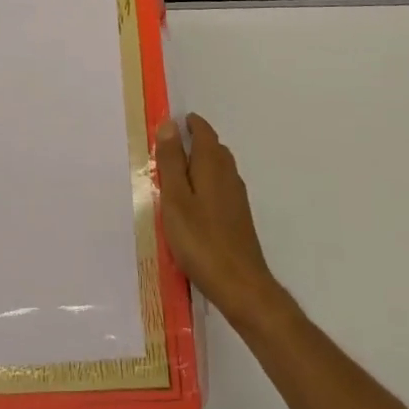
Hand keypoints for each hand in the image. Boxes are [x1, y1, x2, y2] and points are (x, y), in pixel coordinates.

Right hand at [154, 114, 287, 328]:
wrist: (240, 284)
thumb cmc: (201, 240)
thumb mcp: (176, 199)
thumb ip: (171, 162)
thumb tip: (170, 124)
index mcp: (213, 165)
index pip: (204, 132)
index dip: (189, 124)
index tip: (171, 123)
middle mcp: (229, 175)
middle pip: (213, 147)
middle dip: (194, 141)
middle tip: (168, 146)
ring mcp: (236, 197)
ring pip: (218, 168)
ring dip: (199, 163)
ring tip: (176, 173)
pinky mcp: (238, 217)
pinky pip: (220, 186)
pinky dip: (205, 183)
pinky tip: (193, 202)